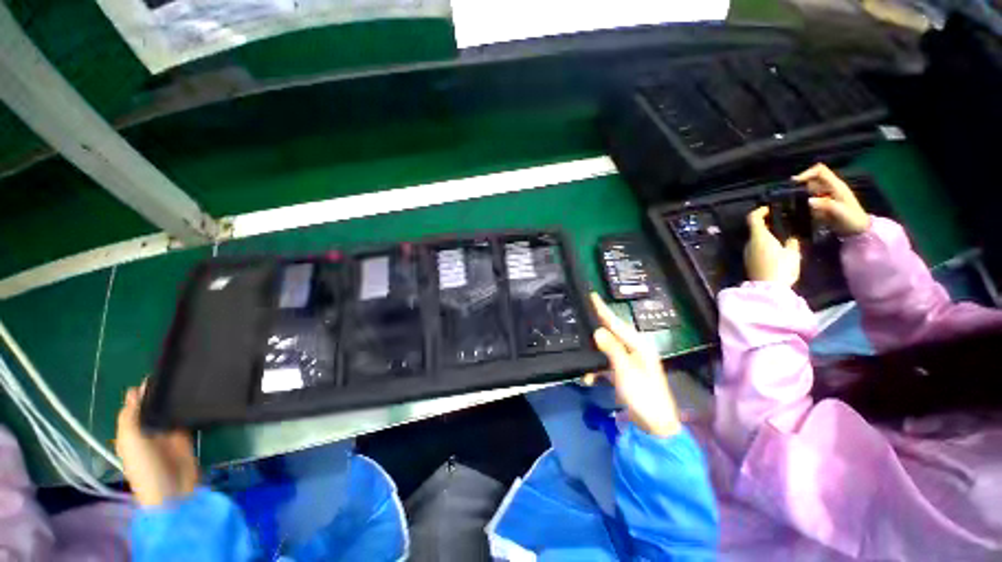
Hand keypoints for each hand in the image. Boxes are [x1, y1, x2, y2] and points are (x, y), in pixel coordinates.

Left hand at [115, 382, 197, 506]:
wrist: (173, 491)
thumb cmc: (145, 467)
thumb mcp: (130, 442)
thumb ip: (130, 417)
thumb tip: (134, 390)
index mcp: (131, 431)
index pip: (135, 406)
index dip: (142, 391)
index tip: (156, 372)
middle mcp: (149, 430)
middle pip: (155, 407)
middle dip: (162, 392)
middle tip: (178, 372)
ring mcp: (168, 434)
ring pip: (172, 411)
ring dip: (177, 400)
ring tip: (190, 380)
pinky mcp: (186, 436)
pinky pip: (187, 419)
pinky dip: (190, 409)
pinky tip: (198, 397)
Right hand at [584, 293, 680, 436]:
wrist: (654, 426)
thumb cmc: (643, 395)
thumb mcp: (625, 370)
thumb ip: (612, 349)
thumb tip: (598, 330)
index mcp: (638, 345)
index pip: (617, 323)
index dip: (603, 310)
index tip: (592, 295)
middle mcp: (633, 350)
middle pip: (610, 334)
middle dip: (594, 331)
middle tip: (579, 321)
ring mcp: (627, 363)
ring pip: (604, 351)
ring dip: (592, 358)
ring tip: (582, 364)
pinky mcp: (622, 374)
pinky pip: (604, 365)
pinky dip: (596, 371)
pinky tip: (588, 379)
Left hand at [745, 207, 801, 285]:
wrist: (768, 289)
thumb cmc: (781, 268)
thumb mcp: (793, 254)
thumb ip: (791, 243)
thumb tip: (791, 239)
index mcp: (758, 237)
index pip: (753, 218)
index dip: (760, 211)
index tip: (770, 209)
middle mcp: (749, 243)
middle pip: (754, 229)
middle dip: (765, 223)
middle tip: (780, 221)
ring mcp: (747, 253)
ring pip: (754, 239)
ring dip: (765, 235)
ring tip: (781, 235)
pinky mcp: (748, 262)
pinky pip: (755, 248)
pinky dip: (763, 244)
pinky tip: (775, 248)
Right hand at [794, 163, 870, 235]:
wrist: (859, 230)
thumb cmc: (852, 220)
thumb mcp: (840, 213)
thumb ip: (826, 205)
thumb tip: (809, 200)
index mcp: (836, 185)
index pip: (820, 170)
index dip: (807, 173)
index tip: (795, 182)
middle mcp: (830, 187)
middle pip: (812, 178)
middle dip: (803, 187)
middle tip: (798, 199)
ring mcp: (827, 194)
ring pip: (810, 189)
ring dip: (804, 197)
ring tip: (809, 209)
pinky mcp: (823, 201)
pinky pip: (810, 198)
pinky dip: (807, 204)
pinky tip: (811, 213)